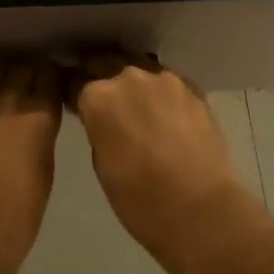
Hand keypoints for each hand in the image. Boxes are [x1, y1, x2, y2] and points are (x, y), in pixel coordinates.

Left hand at [0, 55, 64, 273]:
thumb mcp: (42, 174)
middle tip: (34, 78)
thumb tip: (38, 120)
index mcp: (35, 122)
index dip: (53, 76)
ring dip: (2, 72)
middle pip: (20, 71)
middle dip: (30, 71)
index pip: (49, 80)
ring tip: (7, 78)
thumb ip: (40, 137)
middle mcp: (3, 107)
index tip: (56, 79)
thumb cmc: (15, 223)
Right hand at [71, 52, 262, 272]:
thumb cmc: (140, 200)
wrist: (202, 210)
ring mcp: (164, 79)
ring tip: (135, 103)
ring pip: (138, 67)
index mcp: (98, 97)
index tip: (74, 101)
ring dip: (131, 81)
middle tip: (103, 99)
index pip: (74, 80)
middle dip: (99, 75)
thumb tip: (103, 120)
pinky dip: (159, 91)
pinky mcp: (193, 88)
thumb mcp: (101, 164)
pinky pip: (167, 81)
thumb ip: (97, 129)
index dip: (72, 91)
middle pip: (104, 62)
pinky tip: (163, 111)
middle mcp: (128, 77)